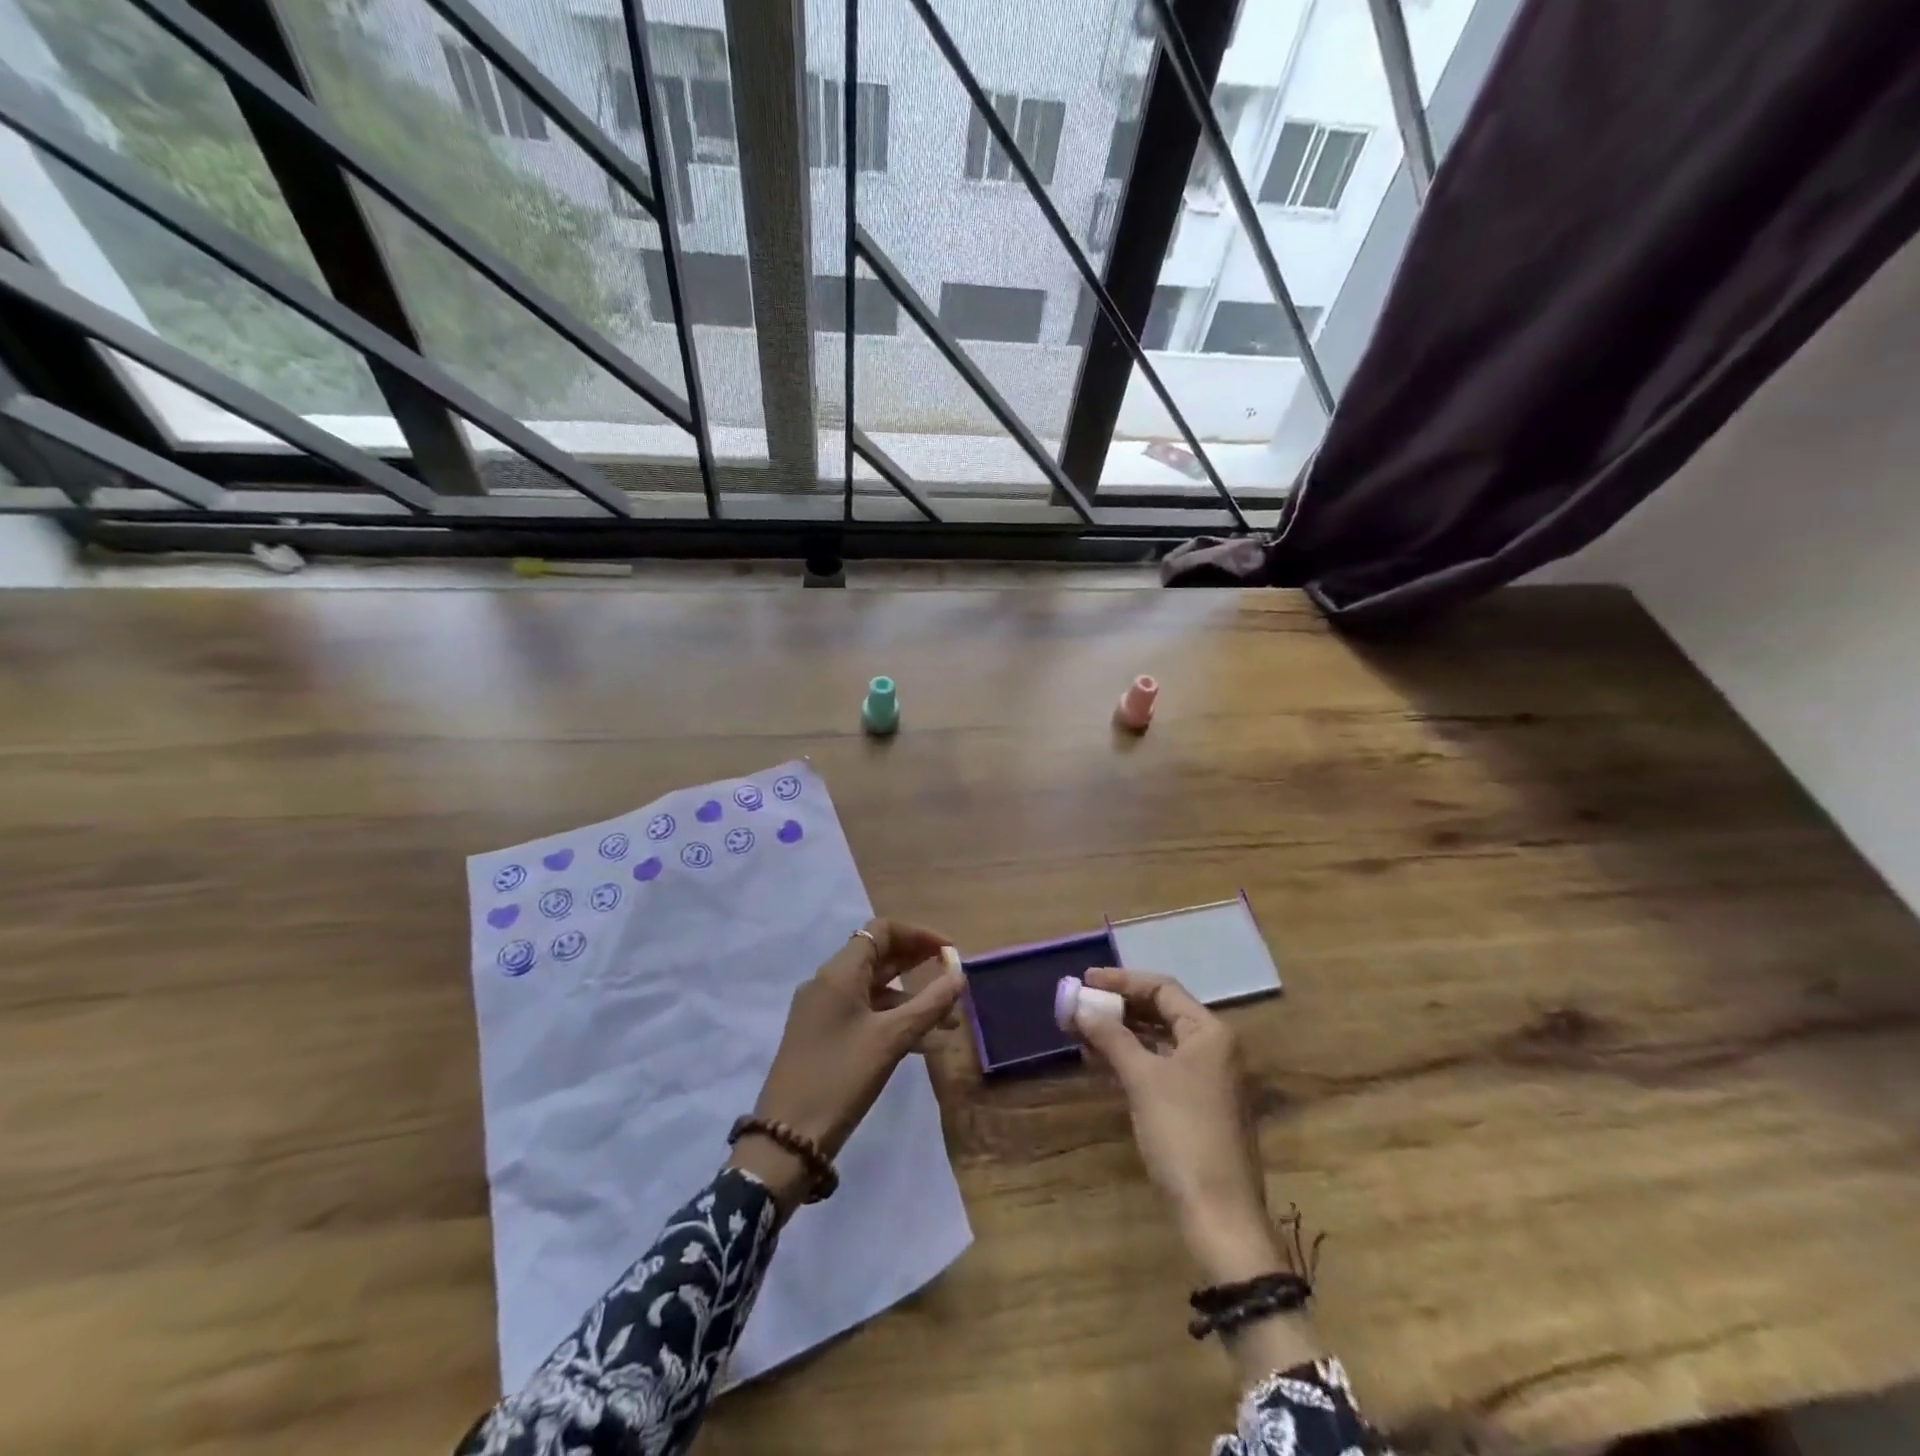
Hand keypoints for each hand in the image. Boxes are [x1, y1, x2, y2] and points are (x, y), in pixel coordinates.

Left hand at [730, 919, 962, 1213]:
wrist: (786, 1140)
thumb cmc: (841, 1078)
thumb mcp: (891, 1040)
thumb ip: (929, 1004)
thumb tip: (959, 974)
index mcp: (839, 972)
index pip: (881, 930)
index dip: (919, 935)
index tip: (949, 953)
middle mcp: (828, 982)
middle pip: (879, 956)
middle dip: (918, 965)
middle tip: (953, 981)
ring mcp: (822, 1010)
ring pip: (874, 989)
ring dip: (911, 998)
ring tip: (949, 1022)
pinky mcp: (822, 1036)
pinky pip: (864, 1013)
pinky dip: (893, 1019)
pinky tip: (923, 1043)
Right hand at [1071, 967, 1281, 1283]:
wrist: (1219, 1215)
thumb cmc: (1183, 1135)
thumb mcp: (1143, 1080)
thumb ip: (1111, 1037)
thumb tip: (1079, 1006)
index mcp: (1209, 1032)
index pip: (1162, 988)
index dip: (1122, 980)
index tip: (1085, 980)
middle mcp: (1213, 1048)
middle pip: (1161, 1011)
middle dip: (1119, 1007)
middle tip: (1080, 1005)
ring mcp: (1206, 1078)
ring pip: (1158, 1040)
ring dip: (1121, 1033)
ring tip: (1082, 1031)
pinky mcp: (1196, 1105)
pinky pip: (1159, 1065)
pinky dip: (1131, 1058)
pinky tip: (1101, 1061)